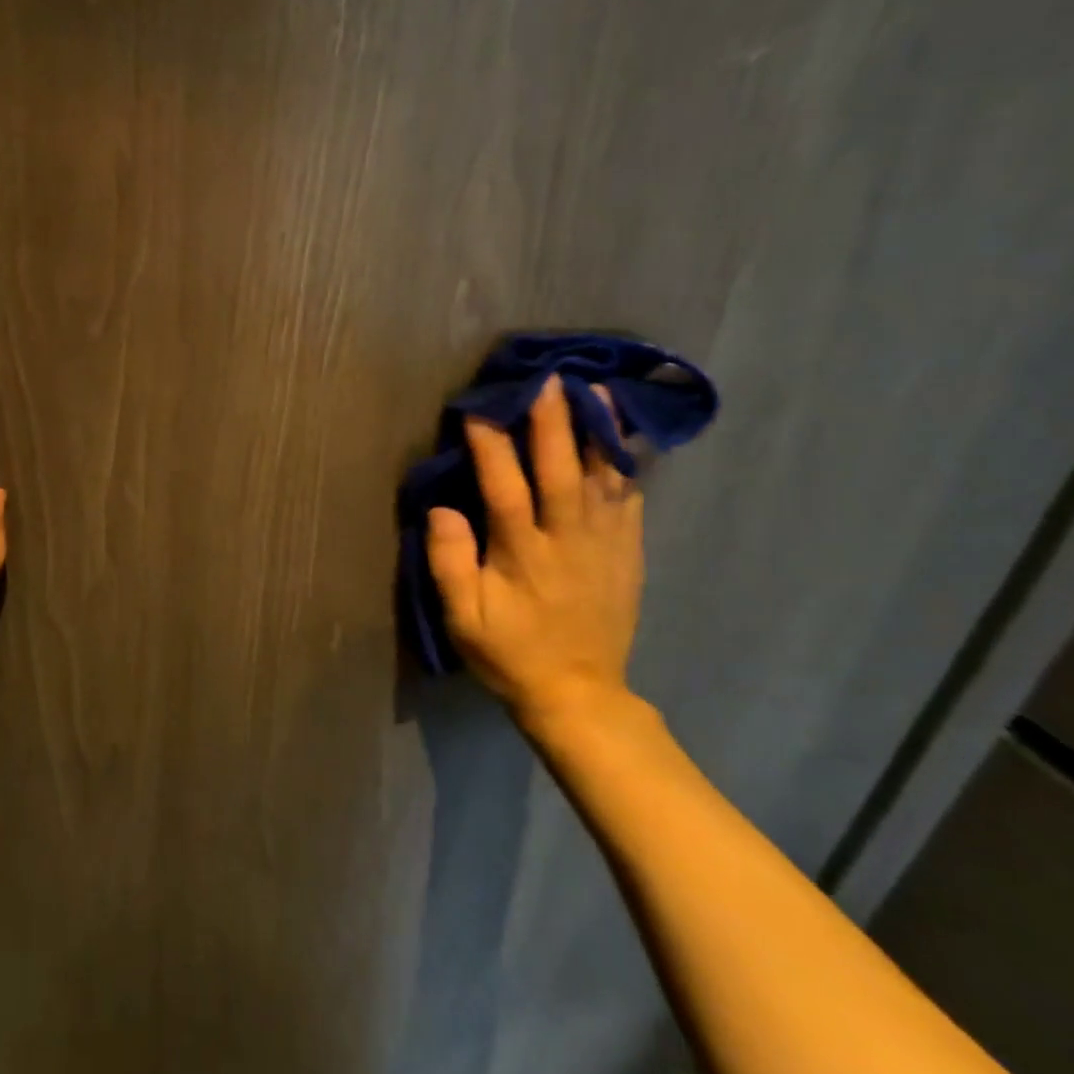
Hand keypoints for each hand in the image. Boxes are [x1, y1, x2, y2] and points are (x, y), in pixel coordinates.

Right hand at [425, 375, 644, 732]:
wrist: (579, 693)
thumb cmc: (511, 653)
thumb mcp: (464, 619)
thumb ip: (450, 563)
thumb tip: (442, 509)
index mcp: (522, 554)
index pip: (504, 489)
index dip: (491, 447)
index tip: (479, 409)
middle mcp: (567, 539)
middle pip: (560, 471)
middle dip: (552, 422)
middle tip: (547, 379)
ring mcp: (604, 544)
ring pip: (603, 477)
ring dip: (597, 431)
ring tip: (596, 389)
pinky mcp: (627, 553)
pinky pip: (631, 499)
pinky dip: (627, 463)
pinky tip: (625, 435)